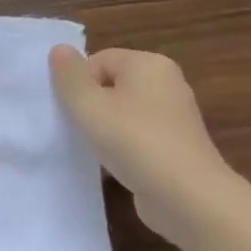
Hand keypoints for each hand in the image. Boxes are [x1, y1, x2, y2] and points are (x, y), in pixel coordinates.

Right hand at [49, 46, 236, 245]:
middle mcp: (166, 84)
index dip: (79, 83)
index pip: (98, 60)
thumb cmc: (135, 142)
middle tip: (77, 128)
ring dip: (104, 129)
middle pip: (111, 85)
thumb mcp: (89, 105)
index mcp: (149, 64)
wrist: (190, 201)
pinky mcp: (176, 148)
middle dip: (90, 106)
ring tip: (93, 149)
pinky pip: (137, 137)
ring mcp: (175, 119)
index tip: (72, 111)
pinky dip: (122, 148)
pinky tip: (112, 167)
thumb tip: (59, 49)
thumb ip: (69, 76)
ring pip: (123, 114)